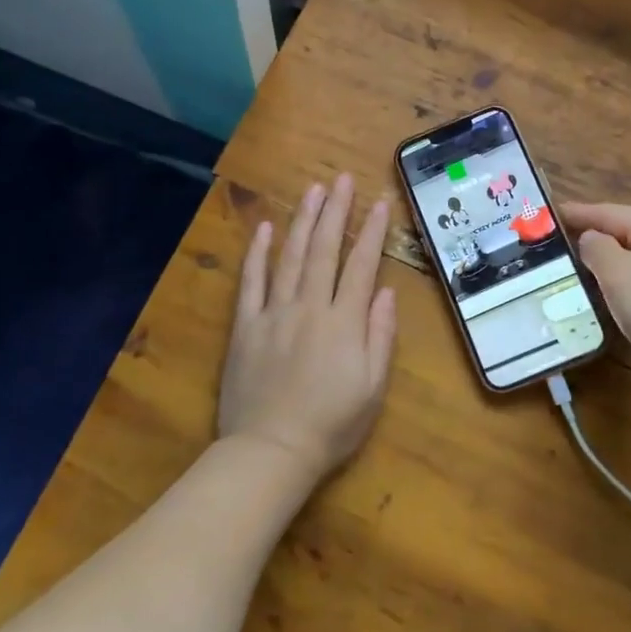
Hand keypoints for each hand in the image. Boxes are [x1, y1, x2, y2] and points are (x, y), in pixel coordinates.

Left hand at [219, 175, 397, 482]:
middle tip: (342, 179)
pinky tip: (264, 229)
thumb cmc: (331, 424)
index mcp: (343, 322)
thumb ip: (380, 335)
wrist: (270, 452)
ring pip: (290, 257)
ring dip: (303, 221)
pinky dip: (257, 254)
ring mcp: (274, 313)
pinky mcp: (246, 326)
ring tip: (312, 190)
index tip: (379, 201)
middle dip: (336, 211)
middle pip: (324, 250)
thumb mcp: (372, 387)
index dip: (371, 232)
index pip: (360, 265)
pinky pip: (252, 282)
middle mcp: (309, 307)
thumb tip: (384, 291)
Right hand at [562, 202, 630, 399]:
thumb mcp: (618, 272)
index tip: (544, 216)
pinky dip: (619, 289)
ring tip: (569, 272)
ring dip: (603, 267)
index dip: (575, 213)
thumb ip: (596, 248)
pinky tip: (603, 300)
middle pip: (621, 234)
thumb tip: (591, 240)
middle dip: (588, 239)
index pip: (607, 211)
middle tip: (551, 246)